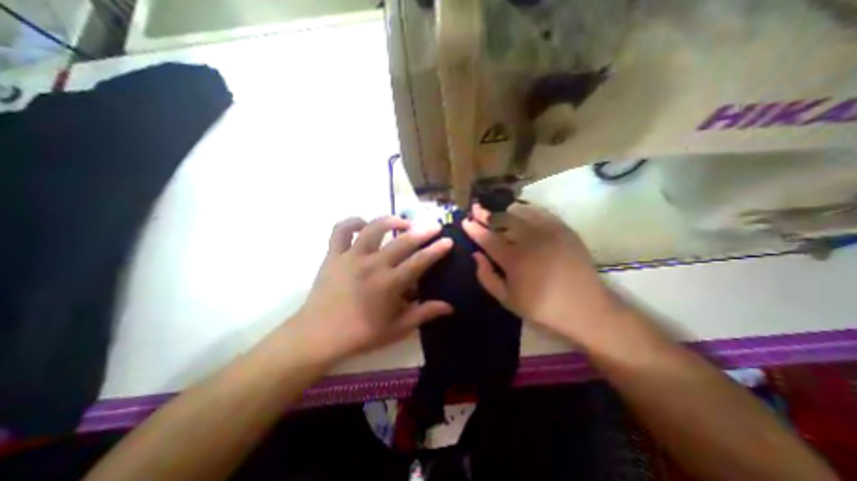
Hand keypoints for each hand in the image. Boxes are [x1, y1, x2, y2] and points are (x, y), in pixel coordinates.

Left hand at [290, 216, 450, 361]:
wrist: (317, 336)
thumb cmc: (360, 334)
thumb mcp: (396, 329)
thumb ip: (424, 314)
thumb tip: (449, 307)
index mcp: (389, 284)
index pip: (420, 261)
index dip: (437, 250)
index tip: (448, 240)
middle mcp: (373, 264)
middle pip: (403, 241)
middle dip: (423, 231)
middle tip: (434, 226)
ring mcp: (351, 256)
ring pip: (373, 228)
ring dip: (391, 220)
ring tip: (403, 222)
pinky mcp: (333, 254)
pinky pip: (341, 230)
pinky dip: (352, 222)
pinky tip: (363, 224)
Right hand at [467, 204, 618, 343]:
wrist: (587, 309)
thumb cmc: (542, 308)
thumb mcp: (507, 300)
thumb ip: (487, 277)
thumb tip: (476, 255)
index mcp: (514, 260)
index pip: (487, 238)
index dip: (474, 228)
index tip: (465, 221)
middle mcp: (529, 240)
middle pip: (502, 220)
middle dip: (485, 213)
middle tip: (475, 208)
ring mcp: (548, 232)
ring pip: (520, 212)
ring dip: (504, 211)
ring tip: (497, 212)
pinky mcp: (563, 229)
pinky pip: (540, 212)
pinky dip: (526, 210)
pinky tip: (520, 213)